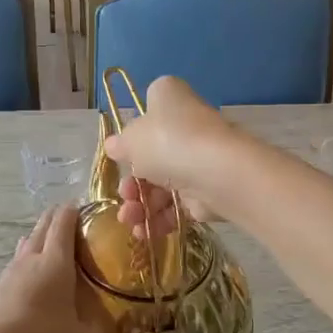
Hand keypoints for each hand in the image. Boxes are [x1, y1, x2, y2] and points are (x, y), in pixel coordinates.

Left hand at [0, 205, 151, 332]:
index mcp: (55, 261)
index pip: (64, 220)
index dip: (77, 210)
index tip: (93, 212)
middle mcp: (30, 259)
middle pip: (43, 225)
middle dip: (60, 221)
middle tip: (82, 231)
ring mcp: (10, 274)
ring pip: (27, 244)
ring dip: (41, 242)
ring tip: (60, 255)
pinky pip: (16, 267)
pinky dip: (28, 266)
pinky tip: (37, 287)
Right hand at [103, 76, 235, 240]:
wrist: (217, 173)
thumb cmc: (168, 142)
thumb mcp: (131, 140)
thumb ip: (120, 145)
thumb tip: (114, 146)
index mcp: (169, 100)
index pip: (149, 109)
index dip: (133, 132)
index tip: (122, 153)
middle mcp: (187, 126)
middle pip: (151, 156)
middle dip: (132, 182)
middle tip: (124, 195)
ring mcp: (199, 159)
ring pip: (162, 184)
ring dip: (140, 205)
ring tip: (130, 220)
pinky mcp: (207, 190)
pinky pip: (178, 206)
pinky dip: (159, 220)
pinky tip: (143, 233)